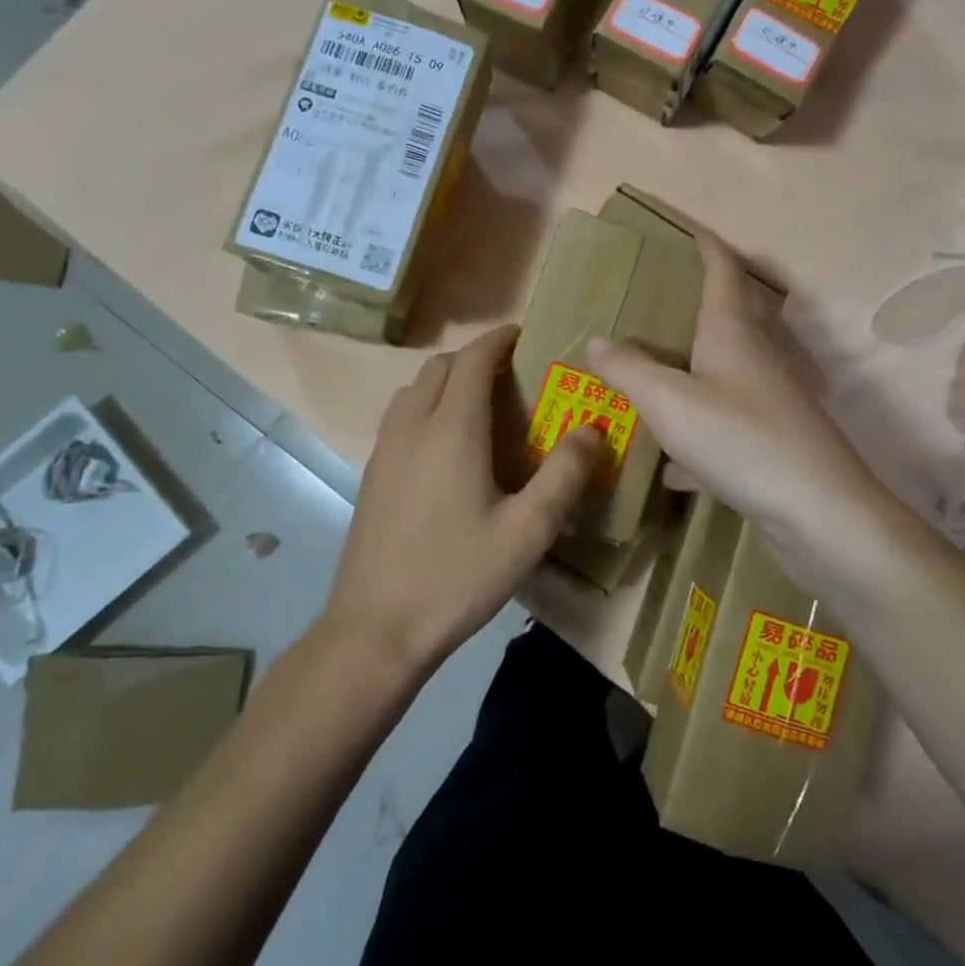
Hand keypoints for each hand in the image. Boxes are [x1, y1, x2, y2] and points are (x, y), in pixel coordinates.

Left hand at [326, 324, 601, 671]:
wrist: (375, 629)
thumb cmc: (457, 576)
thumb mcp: (527, 532)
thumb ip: (564, 475)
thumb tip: (592, 429)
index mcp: (452, 429)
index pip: (473, 359)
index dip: (498, 340)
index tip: (524, 336)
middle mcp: (412, 426)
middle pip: (440, 366)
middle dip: (475, 357)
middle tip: (511, 375)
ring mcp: (385, 449)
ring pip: (414, 388)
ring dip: (447, 380)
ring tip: (480, 404)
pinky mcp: (372, 473)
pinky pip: (400, 415)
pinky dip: (426, 404)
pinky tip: (446, 445)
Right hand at [588, 234, 896, 602]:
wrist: (818, 512)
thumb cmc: (740, 439)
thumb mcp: (670, 402)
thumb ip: (630, 370)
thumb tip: (598, 341)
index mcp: (733, 334)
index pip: (723, 272)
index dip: (706, 247)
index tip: (690, 230)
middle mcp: (756, 360)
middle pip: (730, 318)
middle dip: (699, 305)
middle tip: (661, 302)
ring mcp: (768, 403)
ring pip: (724, 377)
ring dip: (693, 374)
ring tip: (655, 377)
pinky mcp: (771, 445)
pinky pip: (724, 431)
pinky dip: (697, 441)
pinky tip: (672, 469)